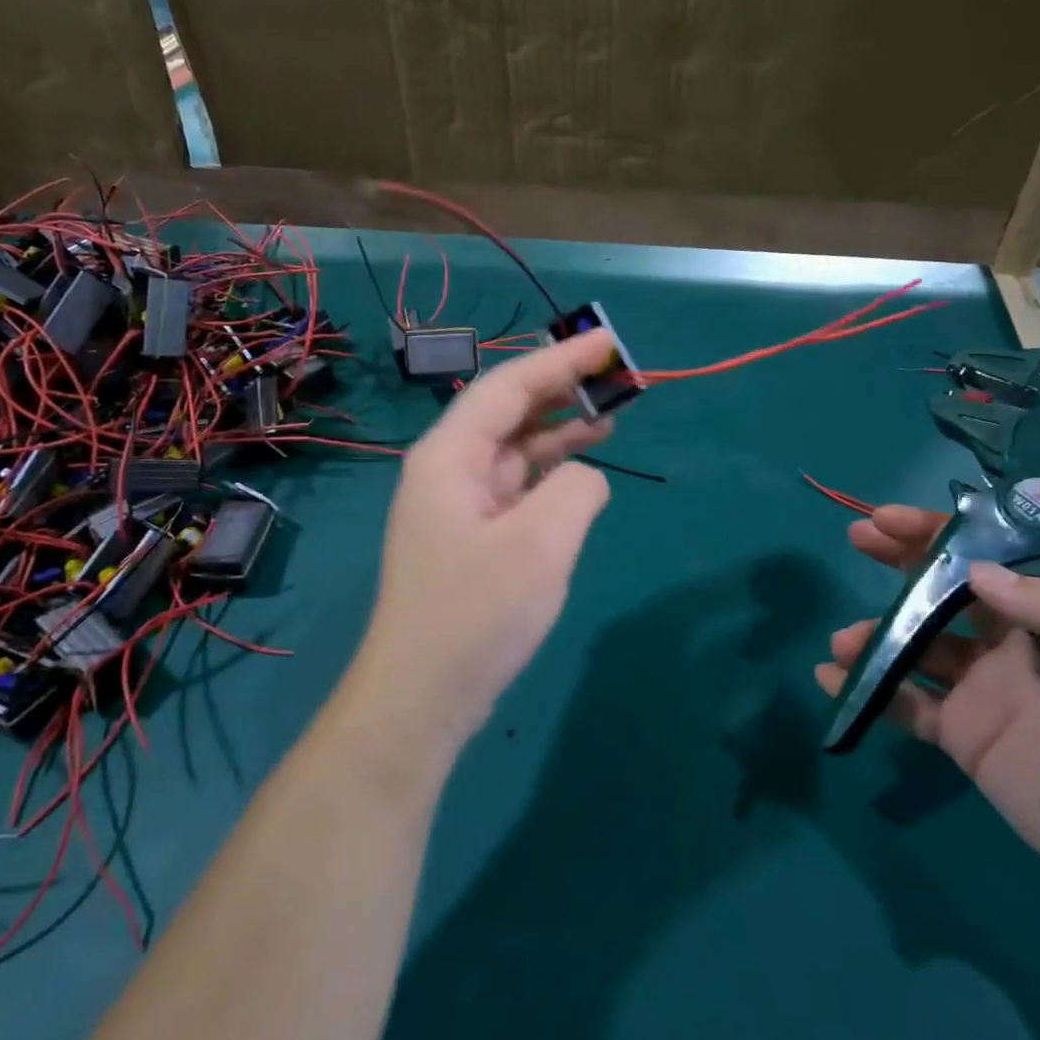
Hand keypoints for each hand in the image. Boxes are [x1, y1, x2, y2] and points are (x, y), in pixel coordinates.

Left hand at [352, 329, 616, 746]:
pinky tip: (582, 470)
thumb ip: (576, 489)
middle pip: (509, 412)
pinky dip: (551, 471)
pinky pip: (516, 485)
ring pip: (514, 448)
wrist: (422, 697)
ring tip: (611, 413)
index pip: (509, 387)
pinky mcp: (473, 536)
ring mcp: (458, 504)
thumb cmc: (475, 614)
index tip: (606, 341)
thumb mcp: (540, 543)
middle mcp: (448, 469)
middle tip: (616, 375)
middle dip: (561, 388)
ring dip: (560, 428)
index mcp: (450, 455)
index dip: (560, 359)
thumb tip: (584, 478)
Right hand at [814, 506, 1039, 914]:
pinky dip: (867, 690)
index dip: (940, 534)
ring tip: (844, 642)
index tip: (891, 519)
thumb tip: (978, 573)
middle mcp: (1008, 643)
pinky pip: (904, 703)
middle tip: (857, 537)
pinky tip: (833, 680)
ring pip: (913, 645)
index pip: (990, 558)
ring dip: (874, 634)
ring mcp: (979, 688)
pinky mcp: (959, 733)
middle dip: (899, 560)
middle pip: (943, 589)